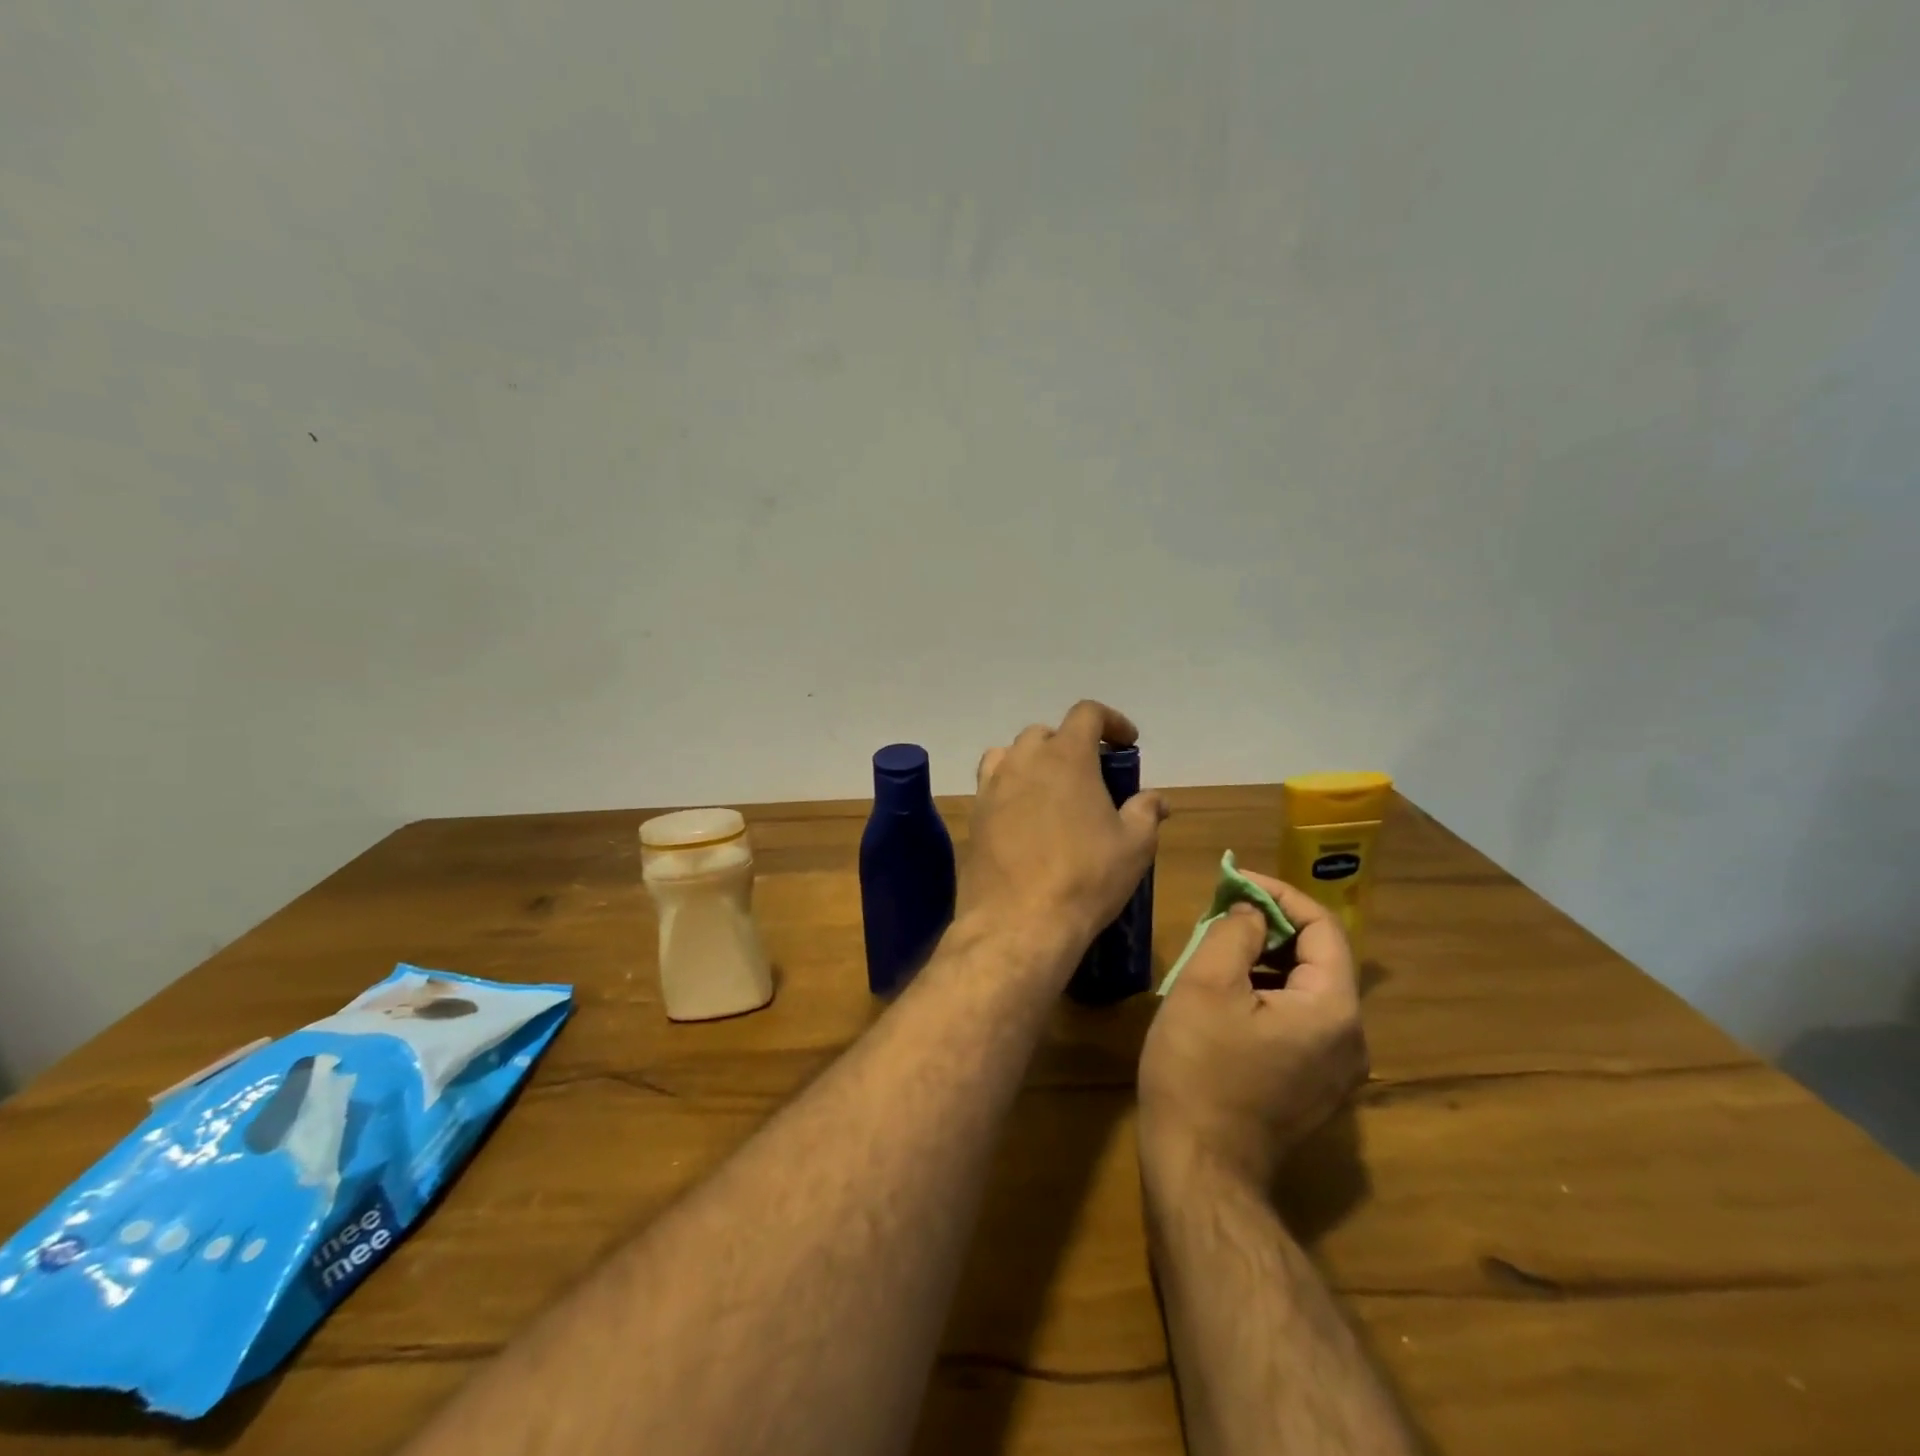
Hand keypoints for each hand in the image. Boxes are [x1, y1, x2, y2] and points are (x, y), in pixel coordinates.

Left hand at [964, 700, 1169, 950]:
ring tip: (1051, 790)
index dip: (1111, 720)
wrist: (1019, 922)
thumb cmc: (1086, 878)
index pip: (1086, 713)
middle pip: (1045, 733)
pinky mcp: (974, 815)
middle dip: (1070, 744)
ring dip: (1033, 762)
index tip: (1127, 742)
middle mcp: (1023, 761)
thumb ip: (1146, 812)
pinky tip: (1023, 818)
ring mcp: (992, 787)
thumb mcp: (1134, 847)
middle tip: (1090, 774)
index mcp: (1066, 756)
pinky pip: (991, 786)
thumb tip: (1156, 799)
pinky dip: (1009, 789)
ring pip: (1010, 754)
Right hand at [1138, 873, 1367, 1188]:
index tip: (1235, 881)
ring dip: (1265, 959)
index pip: (1322, 927)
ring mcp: (1336, 1068)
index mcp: (1332, 1009)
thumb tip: (1252, 913)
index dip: (1279, 895)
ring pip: (1306, 989)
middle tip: (1220, 913)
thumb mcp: (1206, 985)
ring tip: (1216, 948)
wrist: (1200, 1166)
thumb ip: (1235, 932)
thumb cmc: (1198, 1069)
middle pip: (1317, 958)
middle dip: (1269, 926)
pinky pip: (1299, 1019)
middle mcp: (1350, 1038)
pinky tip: (1226, 995)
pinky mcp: (1315, 1086)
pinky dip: (1268, 992)